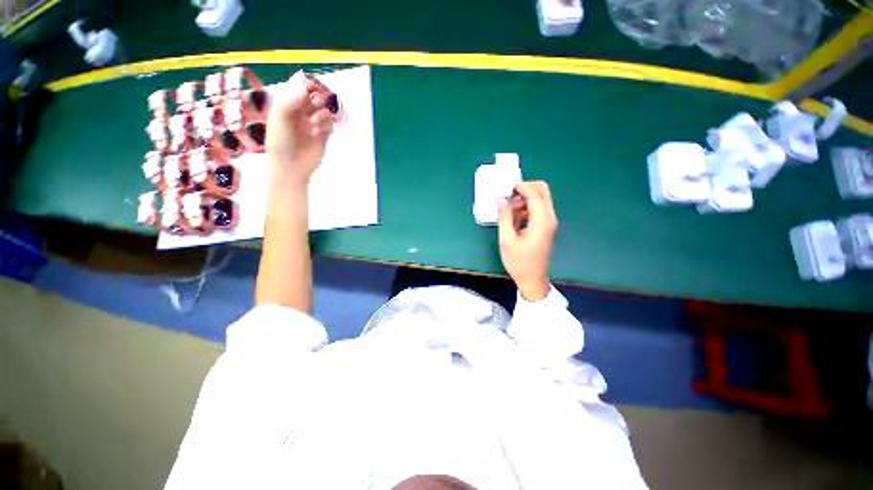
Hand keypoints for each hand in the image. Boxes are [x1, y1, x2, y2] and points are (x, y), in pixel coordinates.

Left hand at [266, 76, 338, 182]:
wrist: (290, 167)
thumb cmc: (280, 143)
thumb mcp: (279, 119)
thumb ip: (290, 102)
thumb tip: (306, 89)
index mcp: (288, 105)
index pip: (301, 88)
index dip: (308, 85)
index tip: (312, 87)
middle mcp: (302, 112)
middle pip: (317, 96)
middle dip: (319, 97)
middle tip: (316, 103)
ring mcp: (314, 124)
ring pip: (326, 110)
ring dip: (323, 113)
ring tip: (315, 123)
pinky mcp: (324, 135)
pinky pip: (330, 124)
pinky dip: (327, 125)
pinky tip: (318, 133)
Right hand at [498, 181, 557, 301]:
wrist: (532, 280)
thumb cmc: (519, 262)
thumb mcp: (507, 240)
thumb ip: (504, 218)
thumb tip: (501, 201)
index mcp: (542, 221)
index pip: (535, 195)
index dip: (521, 187)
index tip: (507, 185)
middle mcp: (549, 219)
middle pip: (542, 192)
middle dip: (525, 188)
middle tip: (508, 192)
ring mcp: (548, 223)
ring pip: (539, 200)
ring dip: (523, 199)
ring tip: (506, 206)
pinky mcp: (544, 227)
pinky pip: (536, 210)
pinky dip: (525, 208)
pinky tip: (512, 216)